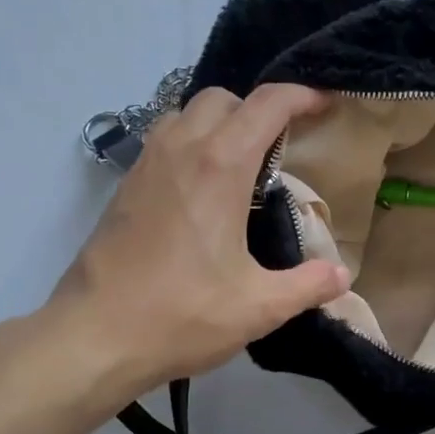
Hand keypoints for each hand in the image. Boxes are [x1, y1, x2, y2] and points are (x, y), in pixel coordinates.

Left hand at [42, 84, 350, 399]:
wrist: (94, 337)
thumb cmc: (181, 316)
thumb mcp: (259, 308)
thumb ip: (308, 286)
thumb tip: (341, 275)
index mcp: (219, 167)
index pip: (266, 104)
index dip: (301, 96)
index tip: (324, 105)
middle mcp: (180, 150)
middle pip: (222, 98)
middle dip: (258, 108)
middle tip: (282, 146)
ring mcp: (146, 165)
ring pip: (186, 113)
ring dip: (220, 123)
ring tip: (242, 164)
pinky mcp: (125, 187)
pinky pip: (164, 140)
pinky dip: (192, 144)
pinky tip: (204, 192)